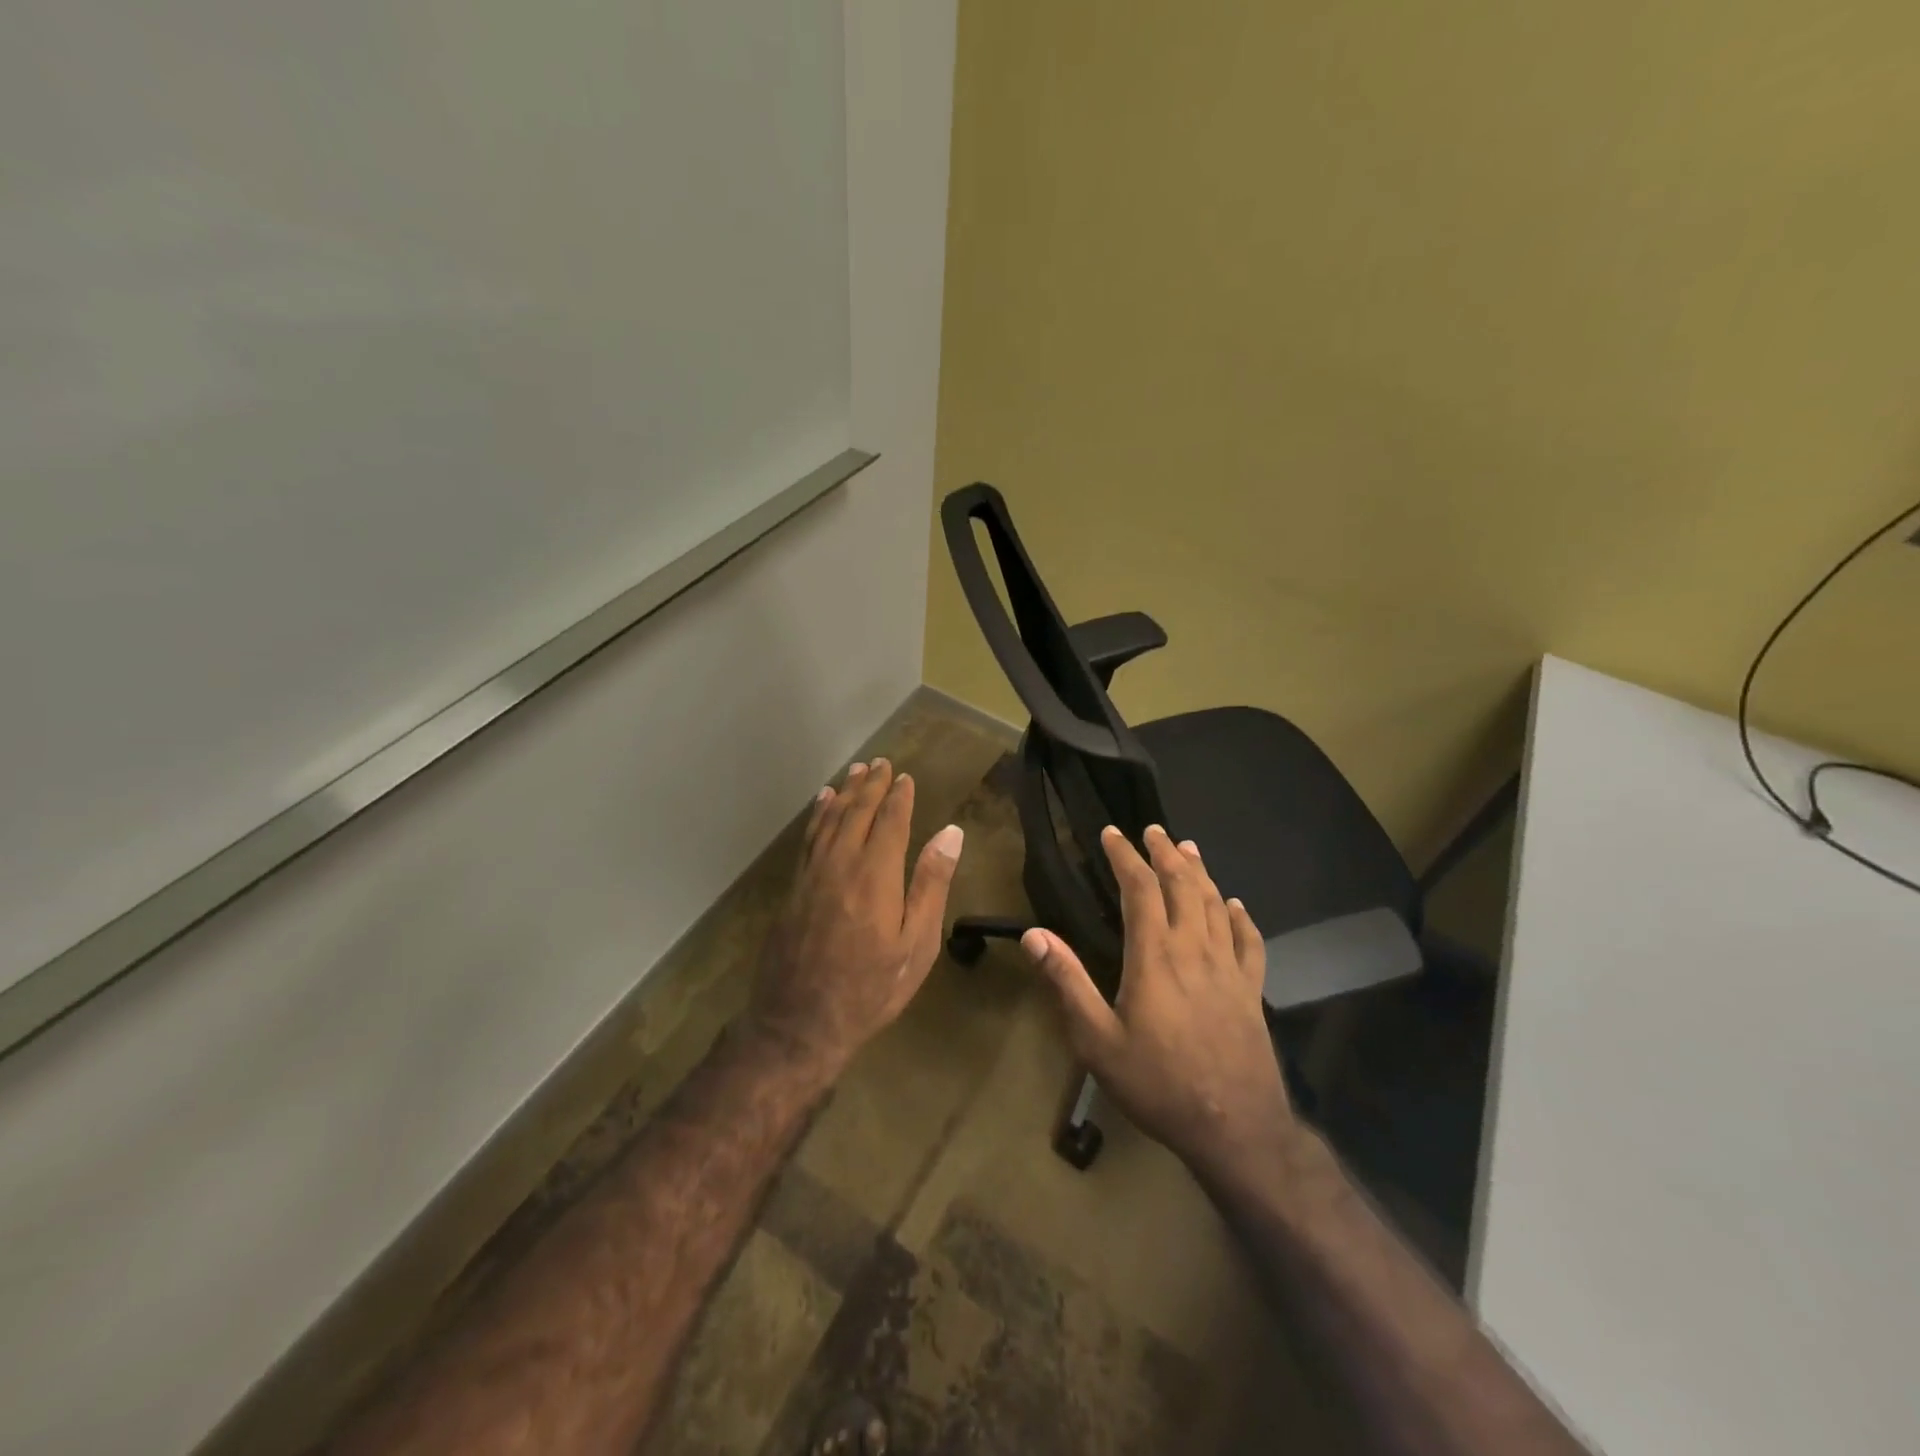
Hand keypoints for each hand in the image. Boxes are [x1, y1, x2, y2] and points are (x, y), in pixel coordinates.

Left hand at [747, 758, 964, 1088]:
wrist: (799, 1022)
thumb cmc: (870, 988)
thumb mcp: (916, 944)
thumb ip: (931, 884)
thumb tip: (950, 833)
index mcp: (876, 874)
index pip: (890, 821)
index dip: (899, 796)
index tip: (905, 777)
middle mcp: (841, 863)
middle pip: (856, 812)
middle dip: (870, 785)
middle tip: (880, 762)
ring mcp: (812, 874)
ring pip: (829, 820)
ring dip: (844, 792)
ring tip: (855, 771)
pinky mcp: (794, 888)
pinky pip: (809, 838)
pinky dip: (818, 815)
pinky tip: (822, 804)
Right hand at [1021, 824, 1296, 1183]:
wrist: (1234, 1127)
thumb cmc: (1158, 1083)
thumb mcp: (1097, 1040)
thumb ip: (1067, 983)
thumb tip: (1034, 935)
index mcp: (1154, 956)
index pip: (1141, 889)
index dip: (1126, 857)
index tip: (1112, 834)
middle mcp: (1194, 950)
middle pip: (1183, 886)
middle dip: (1165, 854)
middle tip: (1153, 830)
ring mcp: (1229, 968)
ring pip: (1215, 904)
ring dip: (1200, 873)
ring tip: (1188, 849)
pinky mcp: (1252, 990)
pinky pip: (1249, 941)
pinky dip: (1240, 916)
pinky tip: (1235, 905)